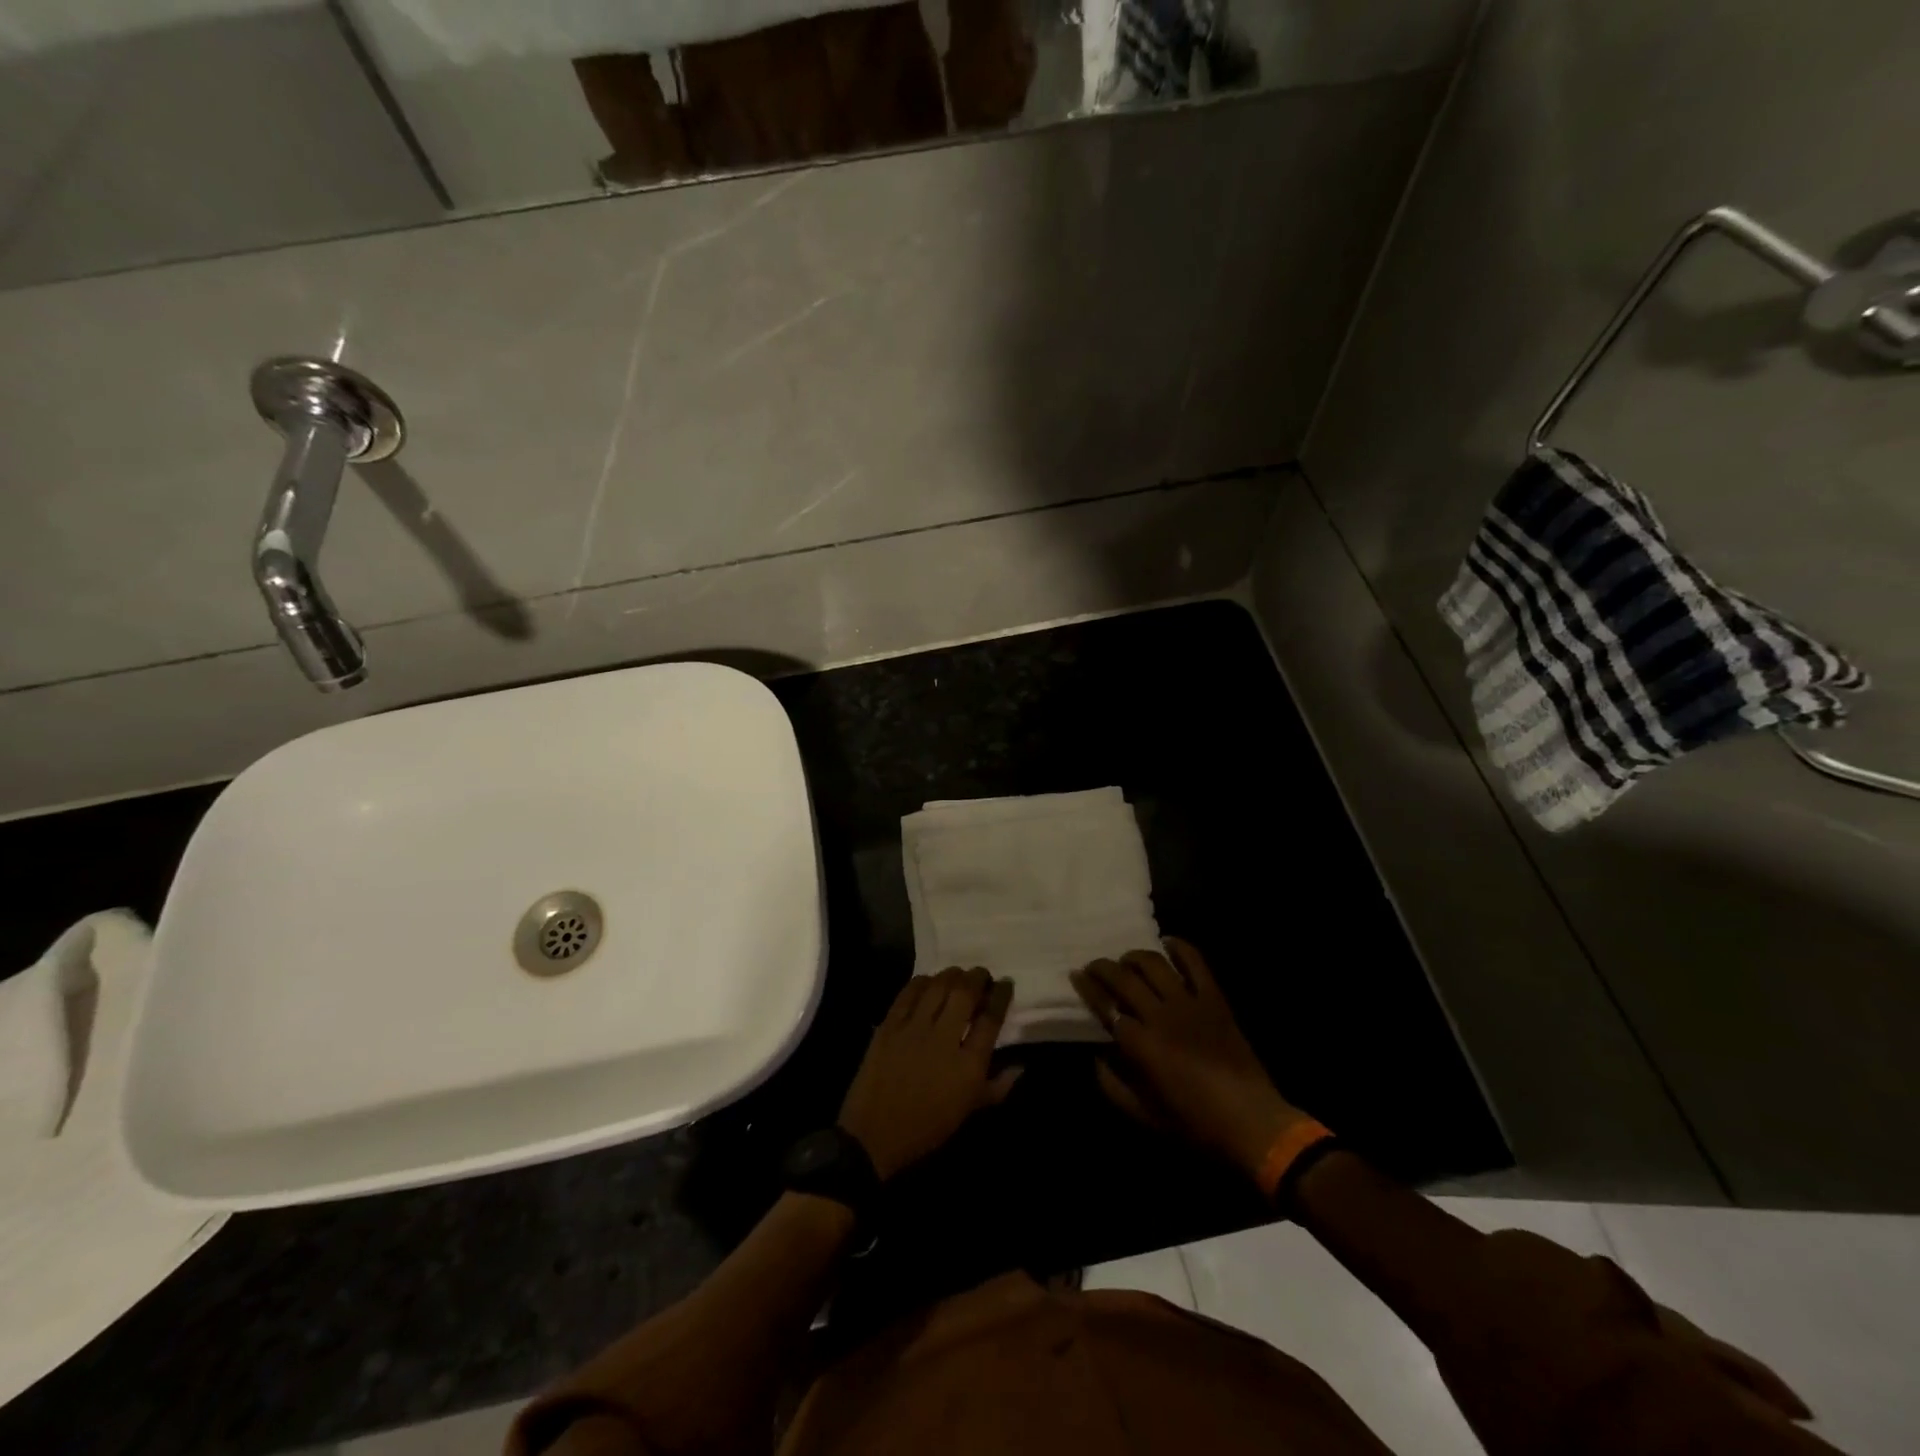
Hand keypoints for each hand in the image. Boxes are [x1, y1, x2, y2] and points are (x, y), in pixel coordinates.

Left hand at [838, 967, 1020, 1180]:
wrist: (874, 1135)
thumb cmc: (927, 1127)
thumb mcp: (968, 1111)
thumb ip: (997, 1087)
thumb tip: (1021, 1066)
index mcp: (968, 1065)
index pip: (991, 1019)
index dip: (1001, 996)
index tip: (1005, 984)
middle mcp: (944, 1040)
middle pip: (965, 993)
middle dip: (978, 977)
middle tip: (982, 975)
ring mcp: (914, 1029)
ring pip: (938, 987)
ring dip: (952, 974)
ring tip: (958, 974)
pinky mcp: (889, 1025)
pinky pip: (908, 993)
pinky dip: (922, 982)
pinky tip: (928, 982)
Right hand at [1072, 938, 1305, 1178]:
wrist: (1253, 1124)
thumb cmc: (1196, 1125)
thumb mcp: (1145, 1117)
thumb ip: (1113, 1086)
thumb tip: (1097, 1057)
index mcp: (1142, 1045)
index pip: (1106, 1006)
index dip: (1088, 988)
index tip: (1075, 975)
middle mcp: (1161, 1016)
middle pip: (1125, 978)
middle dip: (1103, 967)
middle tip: (1094, 966)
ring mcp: (1190, 1003)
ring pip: (1155, 964)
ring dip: (1135, 956)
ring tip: (1127, 960)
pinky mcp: (1215, 999)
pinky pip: (1195, 963)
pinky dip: (1180, 948)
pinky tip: (1168, 943)